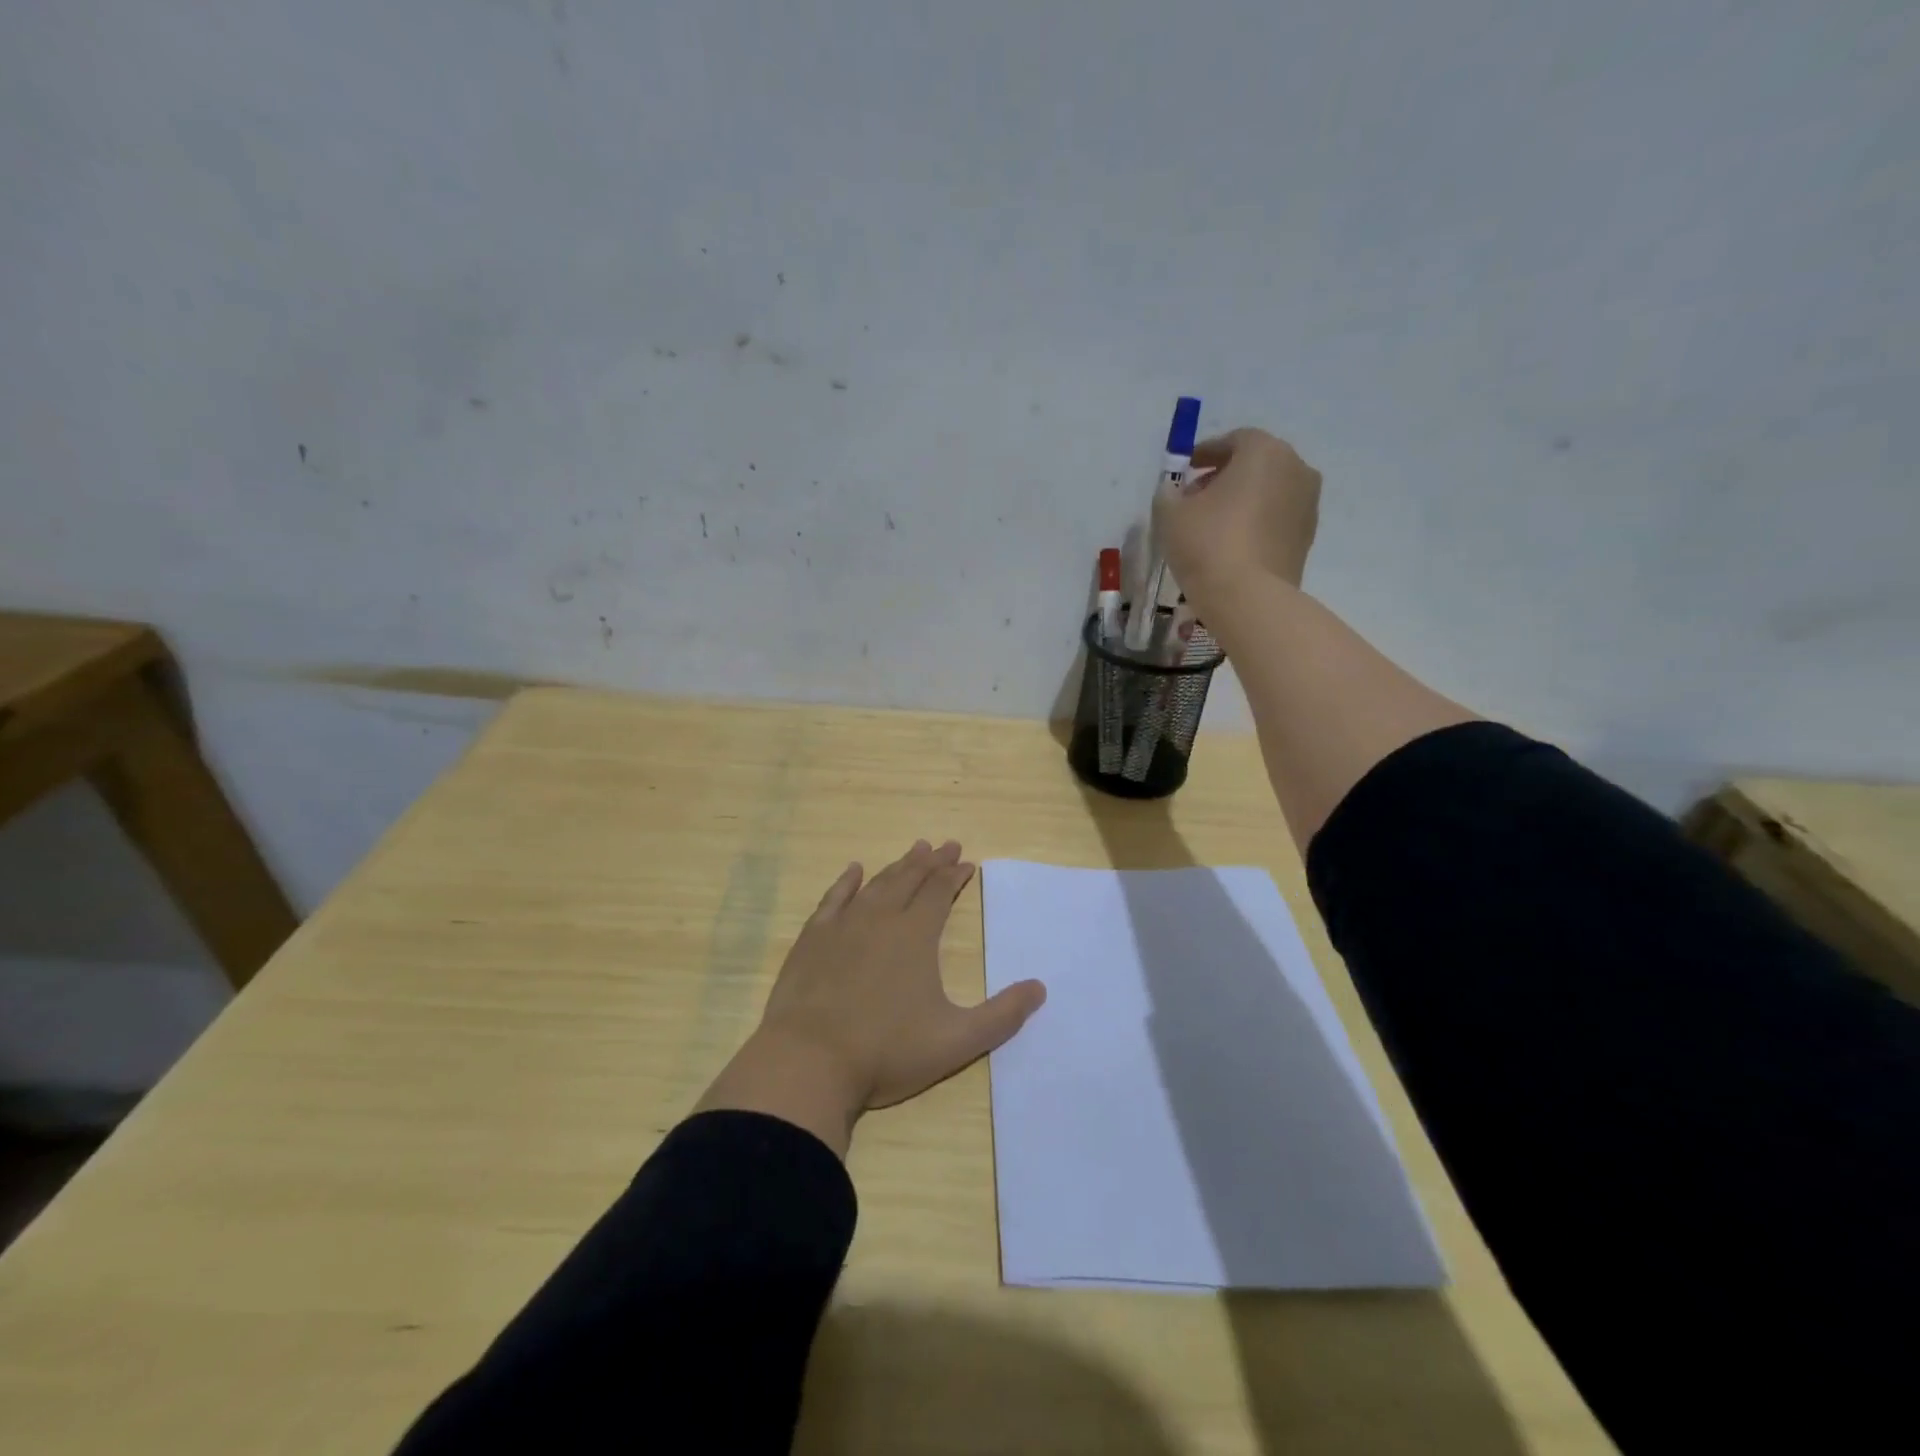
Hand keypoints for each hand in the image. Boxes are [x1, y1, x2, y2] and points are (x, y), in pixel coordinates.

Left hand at [696, 841, 1046, 1154]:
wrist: (808, 1062)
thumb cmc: (886, 1052)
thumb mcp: (956, 1041)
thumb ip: (1002, 1015)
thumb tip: (1040, 988)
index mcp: (916, 935)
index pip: (939, 892)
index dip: (955, 875)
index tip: (967, 862)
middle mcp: (881, 918)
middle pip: (910, 879)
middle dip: (932, 862)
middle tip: (946, 845)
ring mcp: (843, 926)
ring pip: (876, 884)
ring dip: (898, 865)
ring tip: (914, 850)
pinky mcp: (812, 939)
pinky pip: (833, 898)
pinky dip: (847, 882)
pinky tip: (854, 870)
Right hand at [1153, 428, 1321, 602]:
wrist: (1249, 597)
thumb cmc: (1207, 543)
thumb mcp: (1170, 514)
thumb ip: (1169, 494)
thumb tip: (1174, 492)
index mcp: (1264, 451)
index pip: (1233, 440)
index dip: (1205, 453)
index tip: (1185, 470)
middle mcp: (1295, 468)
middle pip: (1255, 464)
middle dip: (1225, 476)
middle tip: (1196, 498)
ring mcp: (1308, 504)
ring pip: (1269, 491)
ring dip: (1243, 500)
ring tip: (1213, 525)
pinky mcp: (1308, 537)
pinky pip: (1277, 518)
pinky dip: (1257, 522)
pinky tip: (1233, 544)